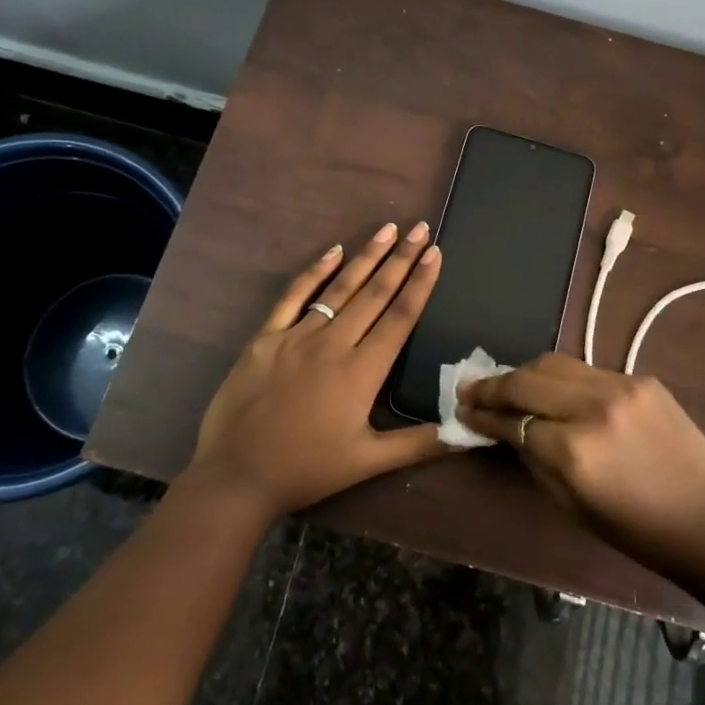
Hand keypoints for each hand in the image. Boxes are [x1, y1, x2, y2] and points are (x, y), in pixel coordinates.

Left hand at [186, 222, 454, 521]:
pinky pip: (294, 297)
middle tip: (420, 228)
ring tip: (388, 229)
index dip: (420, 283)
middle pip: (374, 293)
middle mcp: (333, 344)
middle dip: (401, 258)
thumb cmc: (307, 470)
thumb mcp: (368, 462)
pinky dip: (314, 272)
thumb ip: (419, 444)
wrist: (236, 476)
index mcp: (361, 371)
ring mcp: (296, 336)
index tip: (435, 253)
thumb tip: (468, 431)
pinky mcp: (266, 337)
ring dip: (366, 257)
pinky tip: (333, 251)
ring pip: (339, 288)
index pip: (400, 317)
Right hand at [456, 353, 704, 586]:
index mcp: (574, 451)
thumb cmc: (637, 531)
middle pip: (527, 379)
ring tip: (506, 382)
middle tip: (470, 388)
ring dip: (525, 372)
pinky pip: (589, 371)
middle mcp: (593, 408)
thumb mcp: (572, 505)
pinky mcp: (642, 379)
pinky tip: (555, 389)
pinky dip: (564, 378)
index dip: (483, 414)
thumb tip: (506, 429)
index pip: (513, 419)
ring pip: (555, 363)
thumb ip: (534, 460)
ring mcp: (621, 386)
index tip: (462, 409)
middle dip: (493, 384)